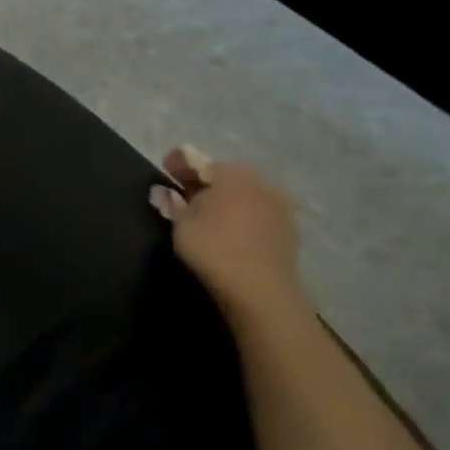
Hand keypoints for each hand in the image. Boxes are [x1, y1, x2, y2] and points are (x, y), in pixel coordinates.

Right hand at [151, 145, 305, 318]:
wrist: (260, 287)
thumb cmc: (212, 247)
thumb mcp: (181, 224)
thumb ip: (171, 204)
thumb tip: (162, 191)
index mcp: (232, 174)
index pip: (199, 162)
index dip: (179, 163)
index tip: (165, 167)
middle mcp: (260, 182)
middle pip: (225, 177)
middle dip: (204, 183)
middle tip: (183, 193)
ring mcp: (278, 205)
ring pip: (243, 195)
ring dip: (225, 200)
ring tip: (207, 214)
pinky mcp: (288, 229)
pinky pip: (257, 214)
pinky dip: (241, 216)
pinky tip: (230, 230)